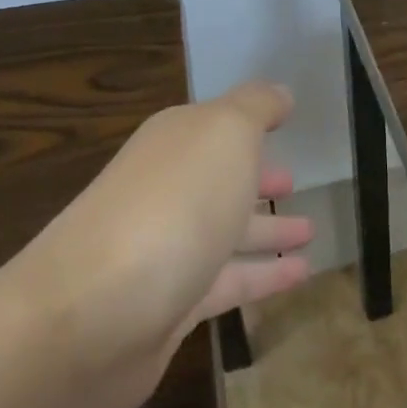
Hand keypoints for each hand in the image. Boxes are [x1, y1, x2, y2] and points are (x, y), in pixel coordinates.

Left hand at [2, 80, 313, 407]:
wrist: (94, 314)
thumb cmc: (172, 206)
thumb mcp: (224, 134)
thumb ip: (255, 107)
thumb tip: (279, 93)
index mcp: (173, 145)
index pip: (216, 125)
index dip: (251, 123)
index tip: (287, 122)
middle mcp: (165, 192)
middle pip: (217, 180)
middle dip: (257, 180)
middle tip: (297, 184)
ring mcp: (165, 251)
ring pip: (226, 233)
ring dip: (267, 230)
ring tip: (312, 232)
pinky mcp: (171, 306)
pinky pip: (229, 283)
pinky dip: (264, 276)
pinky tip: (301, 275)